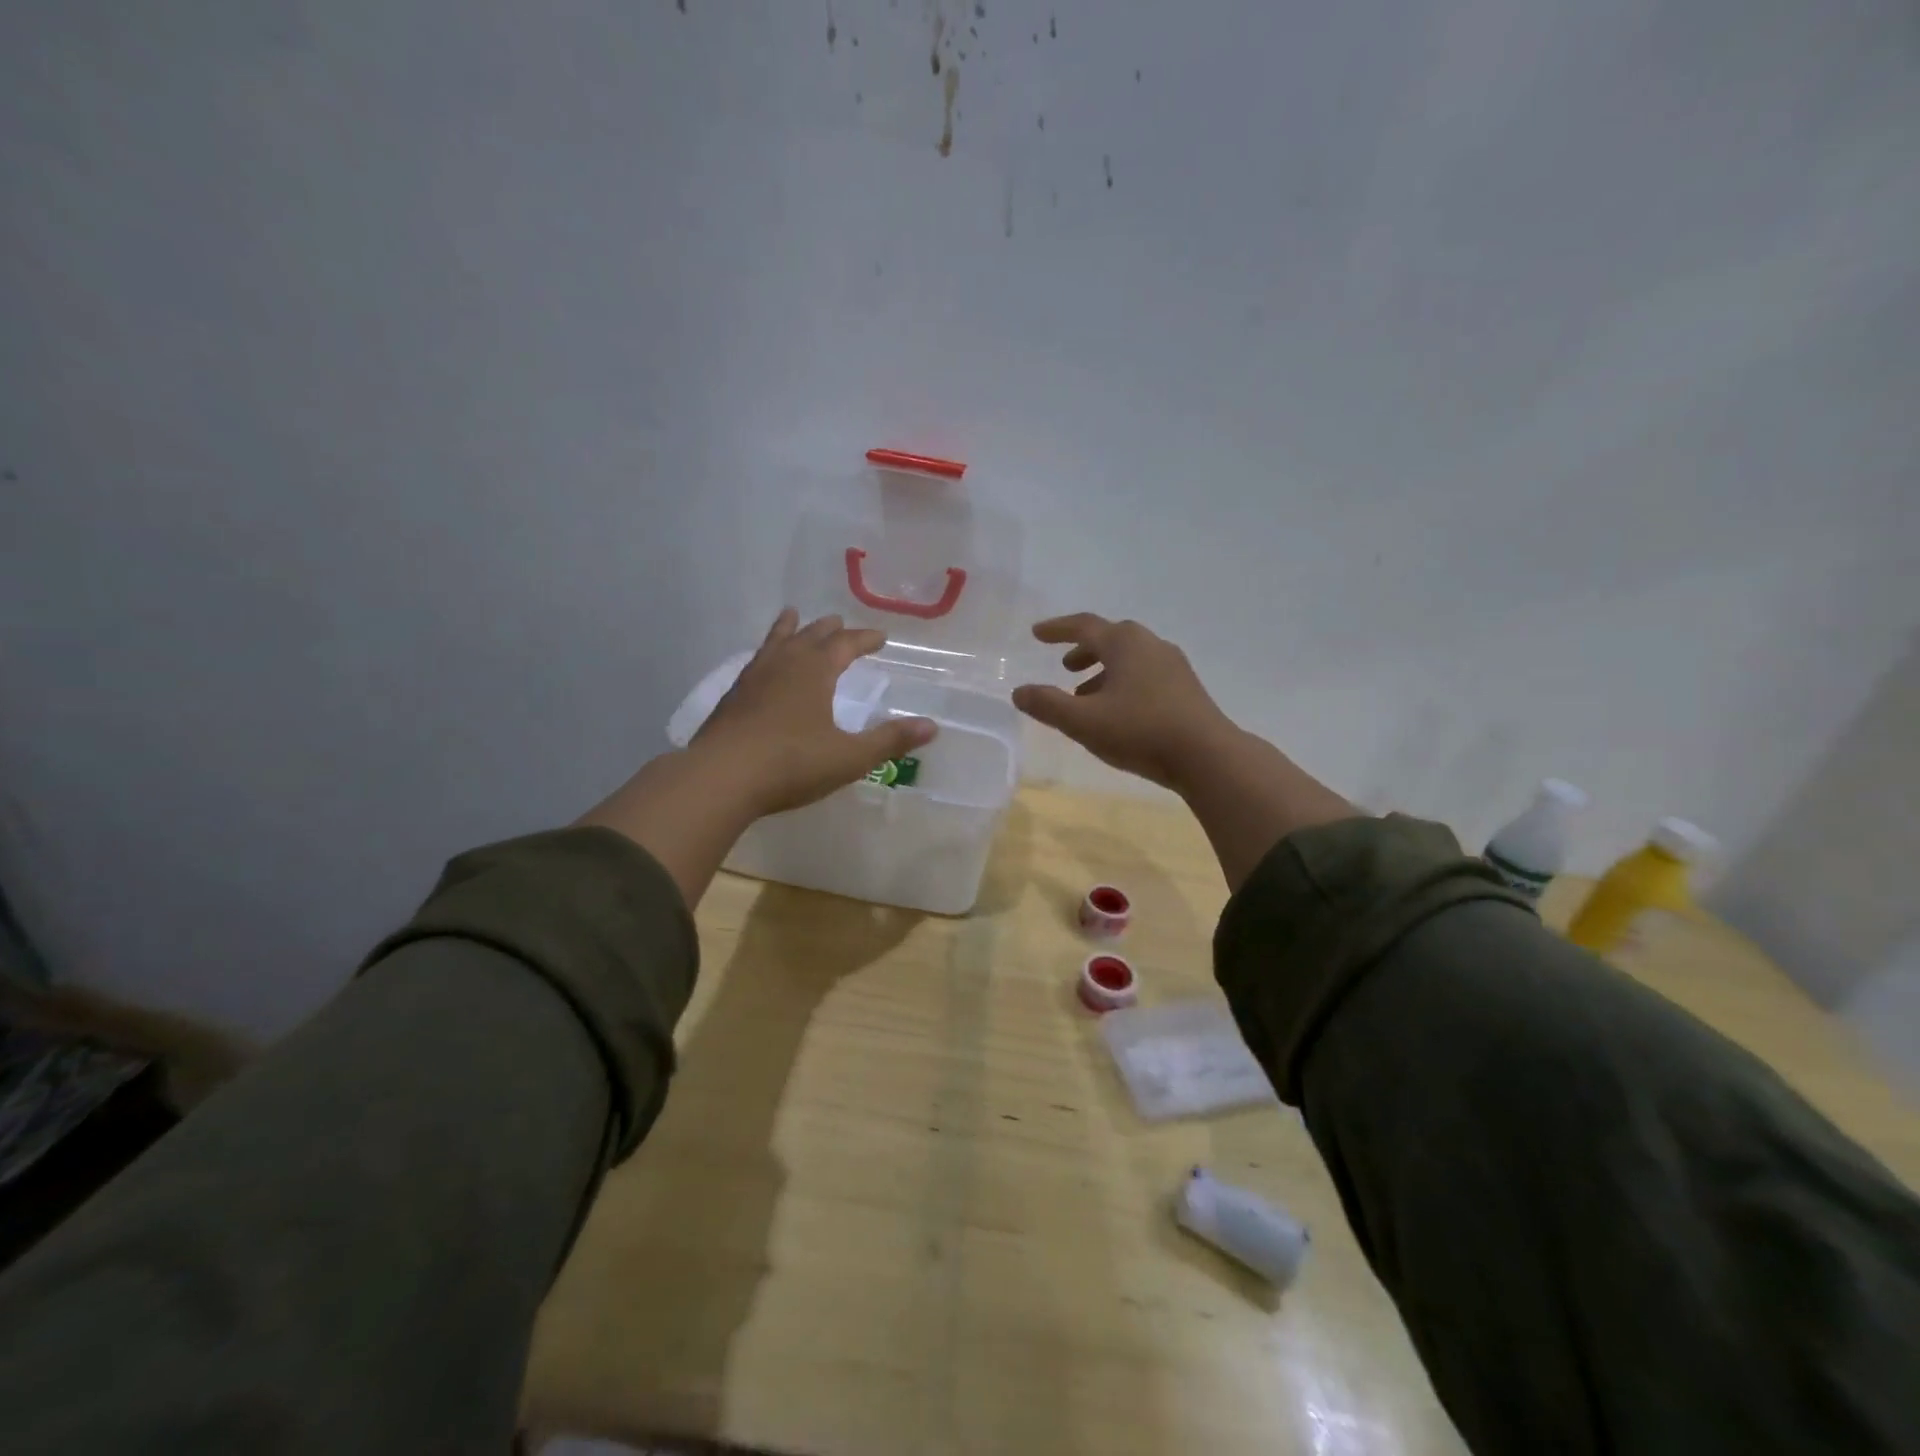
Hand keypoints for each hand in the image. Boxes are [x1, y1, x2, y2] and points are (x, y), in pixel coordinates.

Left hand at [692, 609, 937, 814]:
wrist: (720, 778)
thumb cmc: (791, 763)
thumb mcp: (849, 756)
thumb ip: (890, 740)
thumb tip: (932, 726)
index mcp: (815, 671)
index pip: (845, 644)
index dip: (864, 639)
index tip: (880, 637)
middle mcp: (784, 664)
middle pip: (810, 634)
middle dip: (829, 629)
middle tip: (840, 623)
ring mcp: (753, 678)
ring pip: (776, 641)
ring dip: (790, 629)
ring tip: (793, 616)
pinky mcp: (731, 697)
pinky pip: (756, 661)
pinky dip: (766, 653)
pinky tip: (762, 666)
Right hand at [1011, 614, 1235, 791]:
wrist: (1207, 756)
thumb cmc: (1140, 731)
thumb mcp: (1083, 721)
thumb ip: (1048, 705)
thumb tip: (1019, 691)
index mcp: (1125, 643)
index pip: (1084, 626)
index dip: (1057, 629)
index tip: (1036, 634)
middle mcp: (1151, 645)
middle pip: (1111, 638)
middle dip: (1084, 650)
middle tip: (1064, 666)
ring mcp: (1173, 666)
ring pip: (1130, 659)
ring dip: (1103, 671)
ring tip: (1085, 695)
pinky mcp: (1186, 689)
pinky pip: (1146, 675)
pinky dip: (1123, 683)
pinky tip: (1118, 712)